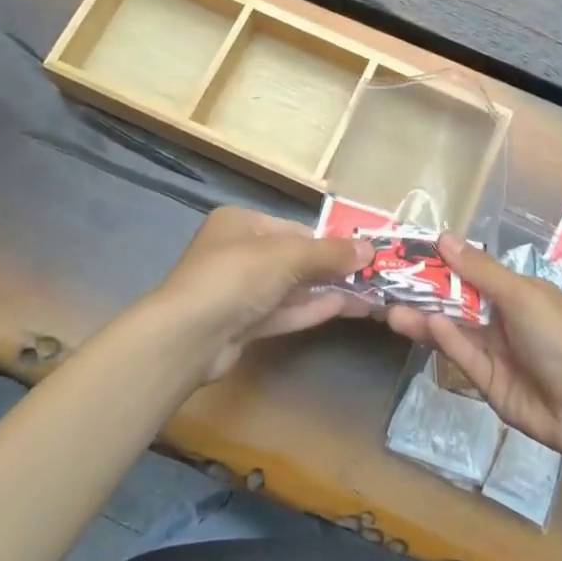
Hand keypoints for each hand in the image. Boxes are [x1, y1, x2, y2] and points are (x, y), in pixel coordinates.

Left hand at [152, 206, 373, 381]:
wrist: (188, 336)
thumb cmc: (237, 276)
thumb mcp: (288, 256)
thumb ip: (330, 253)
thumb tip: (369, 249)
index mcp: (241, 224)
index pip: (292, 228)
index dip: (327, 241)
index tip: (360, 253)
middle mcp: (237, 253)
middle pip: (293, 259)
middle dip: (331, 268)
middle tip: (372, 276)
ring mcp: (237, 292)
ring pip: (290, 288)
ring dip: (327, 291)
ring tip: (369, 294)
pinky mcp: (241, 325)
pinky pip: (282, 312)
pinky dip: (311, 310)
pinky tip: (345, 308)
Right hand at [383, 234, 561, 464]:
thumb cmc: (560, 337)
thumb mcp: (521, 296)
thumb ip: (479, 271)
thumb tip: (444, 237)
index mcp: (518, 292)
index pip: (472, 273)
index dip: (442, 264)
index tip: (408, 256)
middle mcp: (504, 318)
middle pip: (458, 302)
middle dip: (425, 294)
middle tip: (388, 287)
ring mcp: (495, 351)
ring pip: (454, 330)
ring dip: (425, 319)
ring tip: (390, 311)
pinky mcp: (487, 382)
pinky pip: (463, 356)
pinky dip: (445, 341)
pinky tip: (425, 327)